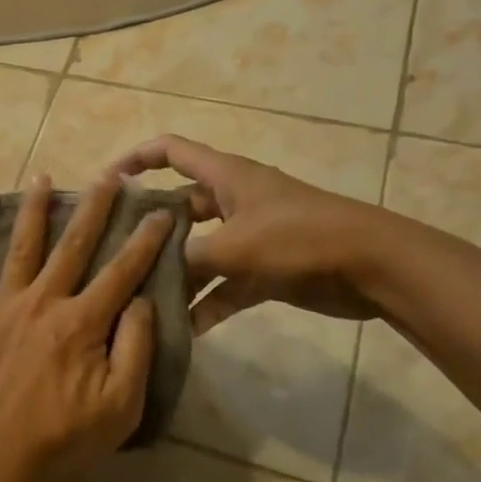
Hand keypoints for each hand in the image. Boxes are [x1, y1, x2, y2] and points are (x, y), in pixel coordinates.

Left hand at [0, 175, 173, 481]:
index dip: (144, 240)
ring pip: (21, 248)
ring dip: (32, 210)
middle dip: (93, 207)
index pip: (121, 271)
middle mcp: (42, 301)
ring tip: (40, 177)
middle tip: (108, 175)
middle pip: (72, 245)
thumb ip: (134, 349)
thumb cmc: (60, 441)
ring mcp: (1, 308)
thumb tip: (139, 301)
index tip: (159, 211)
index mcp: (81, 321)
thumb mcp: (119, 407)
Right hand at [111, 135, 392, 331]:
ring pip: (200, 251)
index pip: (170, 151)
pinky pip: (225, 285)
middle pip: (179, 207)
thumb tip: (151, 273)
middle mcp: (232, 200)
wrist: (373, 266)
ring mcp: (249, 236)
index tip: (107, 183)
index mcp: (224, 176)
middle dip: (149, 230)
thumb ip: (189, 258)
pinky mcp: (266, 269)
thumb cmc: (299, 237)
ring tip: (141, 298)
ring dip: (177, 274)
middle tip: (114, 255)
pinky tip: (185, 330)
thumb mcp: (235, 245)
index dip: (136, 159)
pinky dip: (208, 303)